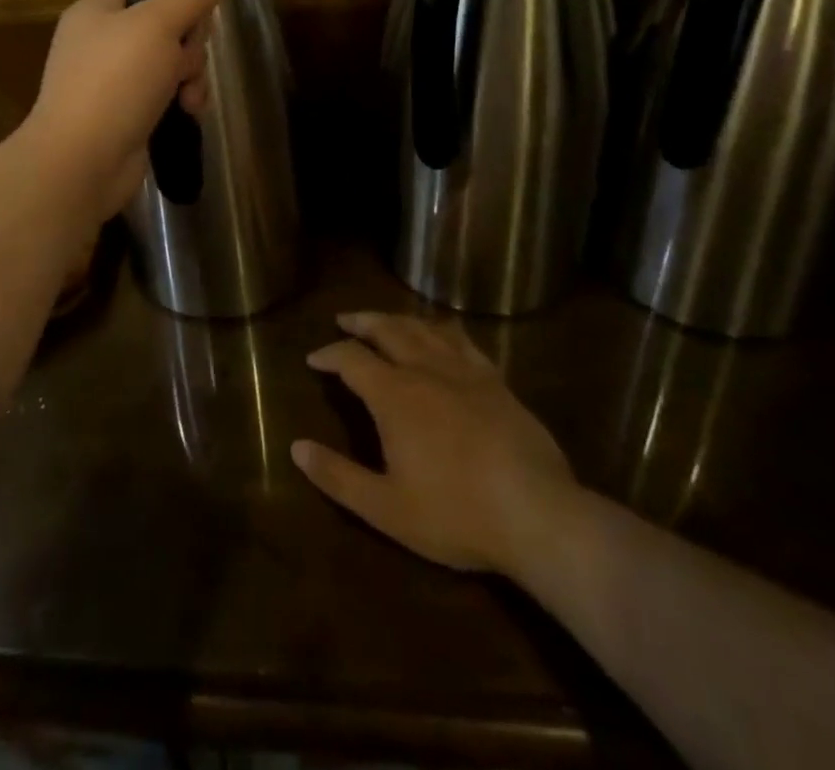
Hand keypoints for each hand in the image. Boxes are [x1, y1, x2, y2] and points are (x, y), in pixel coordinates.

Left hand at [22, 0, 229, 220]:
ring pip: (170, 66)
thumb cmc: (115, 81)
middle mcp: (101, 43)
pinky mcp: (125, 116)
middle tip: (184, 66)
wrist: (82, 160)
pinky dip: (179, 103)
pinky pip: (163, 97)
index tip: (197, 23)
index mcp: (97, 12)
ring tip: (188, 100)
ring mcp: (112, 83)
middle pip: (167, 30)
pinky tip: (187, 114)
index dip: (180, 5)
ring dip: (190, 79)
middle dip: (188, 50)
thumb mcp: (157, 26)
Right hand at [292, 313, 585, 577]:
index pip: (351, 358)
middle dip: (361, 322)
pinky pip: (461, 339)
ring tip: (384, 320)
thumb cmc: (456, 514)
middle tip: (344, 319)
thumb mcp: (386, 508)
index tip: (314, 358)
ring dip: (397, 319)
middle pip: (386, 329)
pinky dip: (441, 328)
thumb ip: (338, 477)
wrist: (538, 515)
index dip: (329, 354)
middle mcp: (424, 369)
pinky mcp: (495, 380)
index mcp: (394, 395)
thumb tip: (296, 447)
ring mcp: (463, 371)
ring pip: (423, 327)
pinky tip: (440, 332)